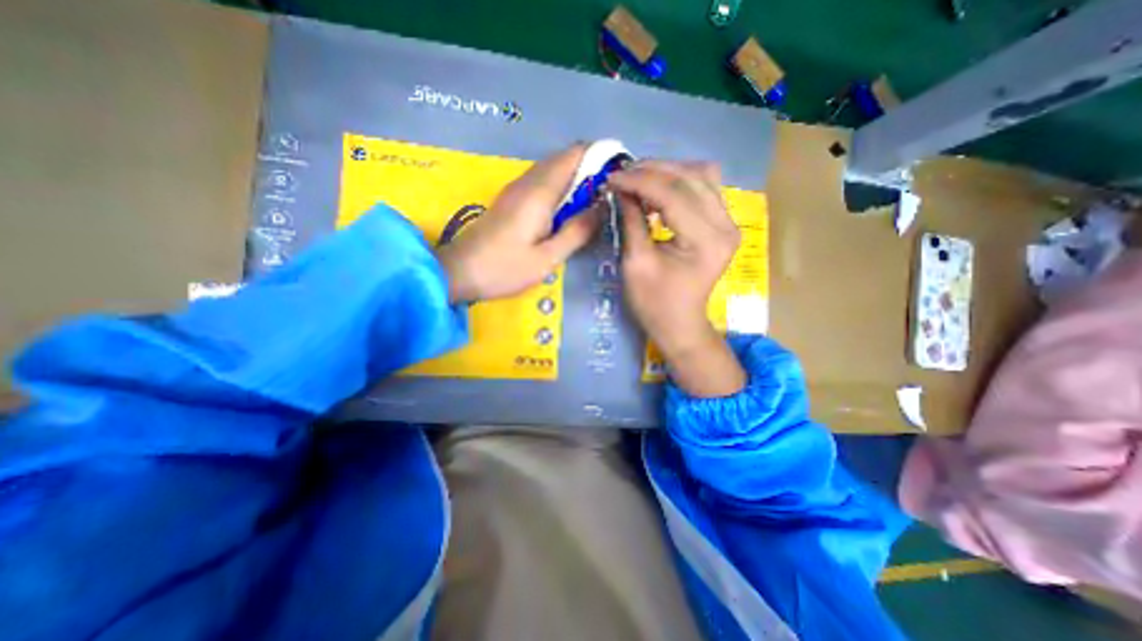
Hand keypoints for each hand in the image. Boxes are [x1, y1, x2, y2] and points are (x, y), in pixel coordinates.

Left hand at [432, 145, 600, 304]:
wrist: (458, 272)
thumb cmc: (504, 269)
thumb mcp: (546, 258)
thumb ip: (576, 232)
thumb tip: (601, 209)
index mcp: (540, 192)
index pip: (575, 154)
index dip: (599, 156)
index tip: (619, 175)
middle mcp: (528, 182)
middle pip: (565, 158)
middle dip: (591, 169)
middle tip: (611, 194)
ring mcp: (517, 189)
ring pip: (553, 170)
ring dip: (577, 179)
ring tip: (596, 203)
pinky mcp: (511, 200)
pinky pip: (543, 183)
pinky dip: (561, 189)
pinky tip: (568, 211)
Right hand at [610, 161, 745, 395]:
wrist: (679, 323)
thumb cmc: (654, 302)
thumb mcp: (636, 263)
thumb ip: (632, 220)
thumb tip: (621, 187)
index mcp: (705, 241)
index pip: (673, 194)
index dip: (639, 181)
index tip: (611, 178)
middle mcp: (725, 225)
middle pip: (690, 177)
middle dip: (651, 171)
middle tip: (622, 175)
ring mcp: (729, 222)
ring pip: (701, 174)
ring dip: (667, 171)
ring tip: (638, 179)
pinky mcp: (724, 223)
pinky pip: (705, 186)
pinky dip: (679, 180)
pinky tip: (658, 188)